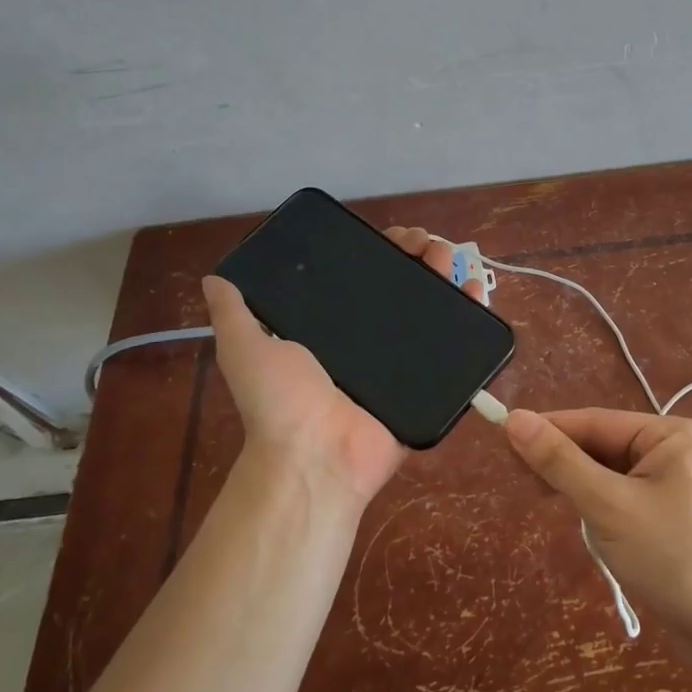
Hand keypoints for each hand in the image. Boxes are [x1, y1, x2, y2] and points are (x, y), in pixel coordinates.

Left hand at [202, 226, 485, 503]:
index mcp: (334, 328)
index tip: (394, 235)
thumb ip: (234, 313)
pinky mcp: (428, 382)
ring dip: (445, 276)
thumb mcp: (246, 348)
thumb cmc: (281, 401)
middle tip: (427, 243)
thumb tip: (215, 276)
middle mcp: (371, 340)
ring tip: (450, 257)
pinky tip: (475, 288)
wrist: (316, 456)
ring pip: (431, 308)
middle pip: (402, 287)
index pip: (362, 277)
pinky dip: (471, 314)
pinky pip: (456, 346)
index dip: (380, 252)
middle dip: (417, 257)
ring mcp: (403, 362)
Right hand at [502, 408, 691, 638]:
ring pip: (613, 474)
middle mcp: (677, 450)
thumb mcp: (608, 506)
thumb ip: (560, 462)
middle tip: (521, 479)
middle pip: (604, 445)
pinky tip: (589, 525)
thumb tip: (514, 420)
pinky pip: (627, 497)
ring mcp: (679, 484)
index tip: (503, 436)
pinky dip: (602, 506)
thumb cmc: (672, 558)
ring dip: (582, 488)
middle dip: (565, 462)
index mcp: (670, 434)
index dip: (549, 428)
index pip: (596, 421)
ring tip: (548, 502)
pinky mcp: (676, 516)